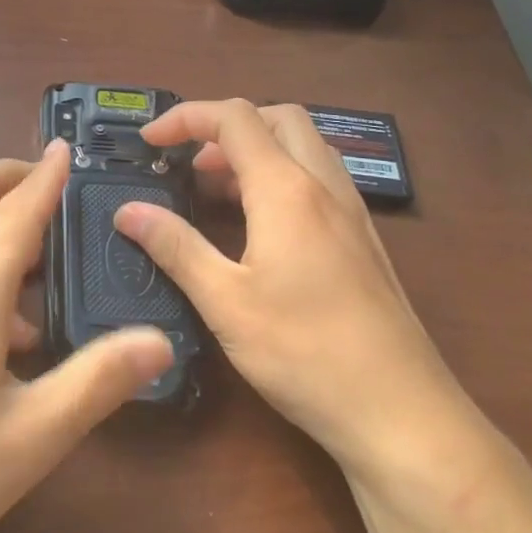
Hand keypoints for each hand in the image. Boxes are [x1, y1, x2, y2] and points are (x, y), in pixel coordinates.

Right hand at [113, 100, 493, 503]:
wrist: (403, 415)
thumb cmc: (306, 353)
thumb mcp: (225, 302)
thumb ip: (175, 247)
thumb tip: (128, 211)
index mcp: (287, 189)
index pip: (233, 119)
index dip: (185, 117)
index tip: (149, 142)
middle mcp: (324, 186)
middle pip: (278, 118)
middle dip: (227, 125)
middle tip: (191, 163)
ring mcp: (352, 213)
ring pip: (304, 146)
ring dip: (257, 150)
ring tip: (218, 190)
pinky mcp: (364, 241)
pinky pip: (320, 179)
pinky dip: (282, 177)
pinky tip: (261, 227)